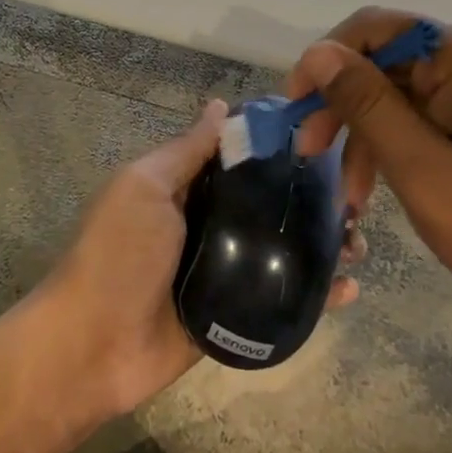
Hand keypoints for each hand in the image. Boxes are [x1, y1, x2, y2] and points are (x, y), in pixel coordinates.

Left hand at [40, 99, 365, 415]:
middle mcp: (207, 225)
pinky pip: (279, 299)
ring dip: (321, 247)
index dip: (279, 151)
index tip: (327, 142)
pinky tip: (349, 291)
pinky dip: (315, 296)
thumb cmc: (119, 253)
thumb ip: (186, 151)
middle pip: (267, 206)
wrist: (93, 347)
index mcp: (184, 189)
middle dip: (310, 202)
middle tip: (354, 202)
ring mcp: (223, 272)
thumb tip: (221, 105)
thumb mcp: (146, 187)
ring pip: (281, 252)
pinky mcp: (234, 315)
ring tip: (358, 245)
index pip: (240, 160)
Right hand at [286, 9, 451, 364]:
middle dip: (348, 106)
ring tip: (351, 194)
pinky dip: (409, 144)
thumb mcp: (424, 171)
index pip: (380, 28)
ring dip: (375, 134)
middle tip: (312, 155)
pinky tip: (388, 186)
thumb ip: (367, 105)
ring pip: (414, 93)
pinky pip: (442, 114)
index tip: (295, 109)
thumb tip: (317, 51)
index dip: (327, 60)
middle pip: (396, 63)